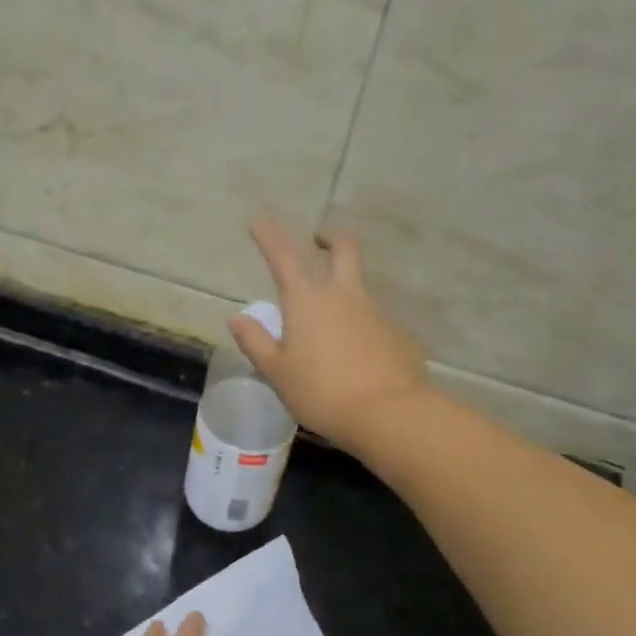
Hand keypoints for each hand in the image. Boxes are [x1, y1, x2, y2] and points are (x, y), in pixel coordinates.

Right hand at [232, 219, 428, 449]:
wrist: (389, 414)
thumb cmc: (322, 393)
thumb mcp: (278, 373)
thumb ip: (255, 342)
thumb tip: (236, 318)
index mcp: (308, 302)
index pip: (284, 257)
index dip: (269, 237)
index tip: (259, 221)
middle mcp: (344, 297)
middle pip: (344, 249)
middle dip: (330, 238)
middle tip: (320, 240)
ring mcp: (376, 313)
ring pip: (360, 289)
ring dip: (345, 293)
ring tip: (331, 331)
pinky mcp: (399, 335)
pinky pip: (376, 324)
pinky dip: (364, 331)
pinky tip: (359, 361)